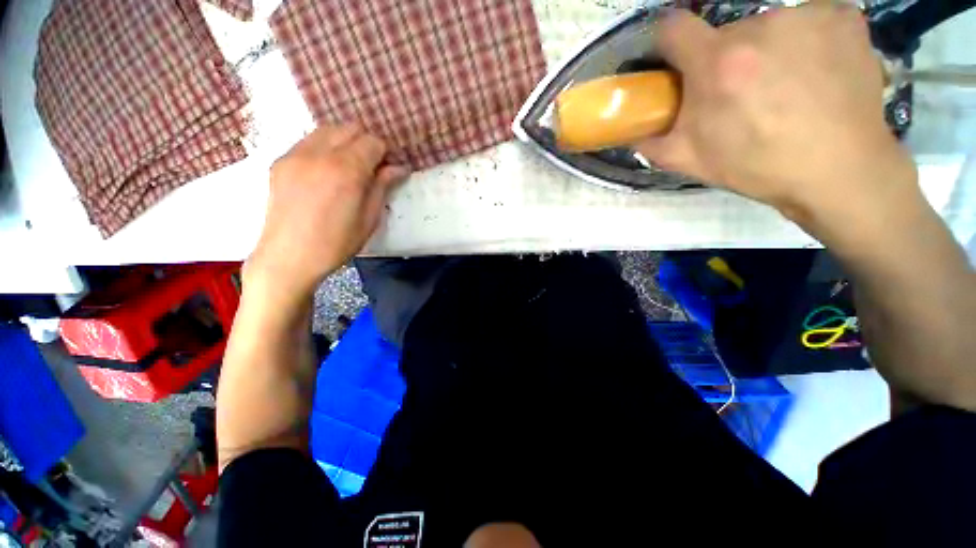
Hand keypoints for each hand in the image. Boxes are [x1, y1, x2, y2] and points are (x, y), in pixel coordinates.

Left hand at [247, 124, 409, 299]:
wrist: (288, 257)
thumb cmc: (336, 243)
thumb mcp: (369, 219)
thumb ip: (382, 186)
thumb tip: (398, 168)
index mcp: (346, 170)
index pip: (373, 142)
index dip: (385, 154)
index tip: (388, 170)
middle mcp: (319, 153)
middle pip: (350, 128)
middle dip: (366, 143)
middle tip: (371, 168)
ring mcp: (295, 154)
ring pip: (327, 130)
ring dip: (344, 142)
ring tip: (348, 168)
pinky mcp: (280, 161)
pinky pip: (308, 142)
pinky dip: (324, 149)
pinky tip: (325, 173)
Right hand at [636, 4, 918, 230]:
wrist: (838, 172)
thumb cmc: (757, 167)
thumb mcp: (689, 161)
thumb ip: (651, 141)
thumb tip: (630, 130)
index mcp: (716, 64)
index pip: (673, 27)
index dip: (670, 45)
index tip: (680, 64)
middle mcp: (759, 27)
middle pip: (726, 34)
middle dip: (725, 60)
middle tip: (741, 95)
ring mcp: (806, 16)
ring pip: (768, 28)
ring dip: (766, 51)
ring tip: (784, 88)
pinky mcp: (843, 17)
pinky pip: (809, 21)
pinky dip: (806, 42)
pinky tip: (815, 73)